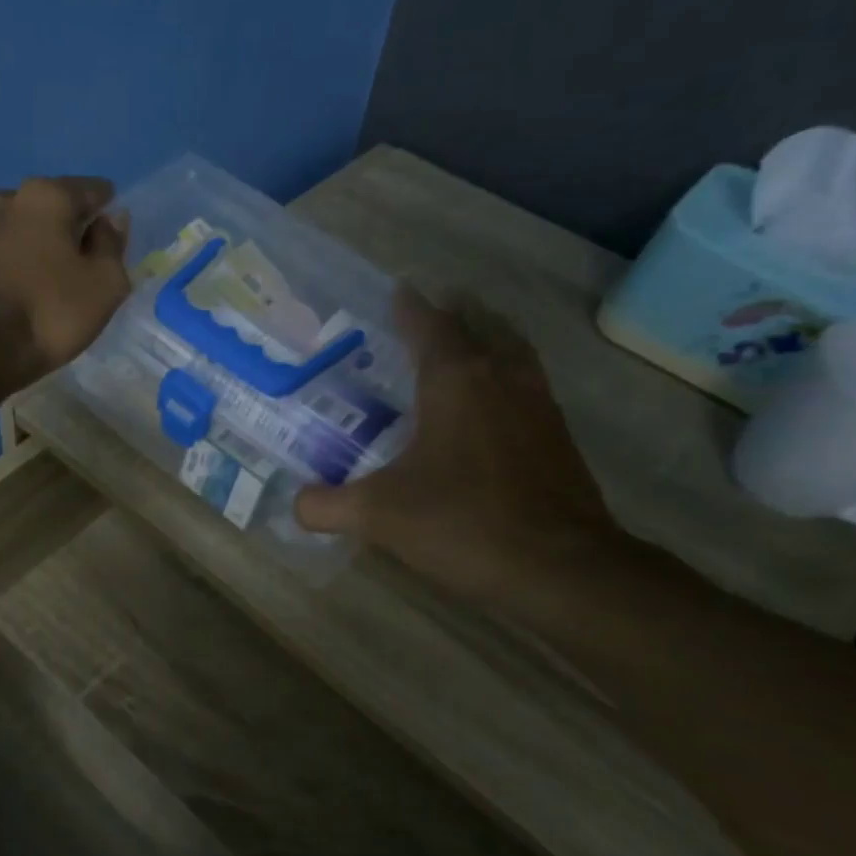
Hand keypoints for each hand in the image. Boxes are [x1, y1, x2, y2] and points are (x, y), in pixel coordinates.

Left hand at [0, 176, 130, 386]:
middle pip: (52, 206)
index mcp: (47, 195)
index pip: (91, 190)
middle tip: (86, 258)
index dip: (108, 210)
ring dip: (39, 245)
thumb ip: (112, 246)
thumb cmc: (49, 311)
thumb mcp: (103, 284)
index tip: (115, 235)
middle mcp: (8, 201)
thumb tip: (111, 220)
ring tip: (55, 276)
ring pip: (22, 230)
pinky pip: (2, 256)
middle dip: (70, 225)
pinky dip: (17, 266)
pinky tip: (26, 290)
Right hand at [294, 287, 620, 603]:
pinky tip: (496, 399)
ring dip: (491, 334)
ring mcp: (538, 406)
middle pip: (481, 326)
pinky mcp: (558, 437)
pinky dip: (510, 371)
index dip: (411, 307)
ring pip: (514, 350)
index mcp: (455, 382)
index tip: (399, 289)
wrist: (559, 567)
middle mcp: (500, 379)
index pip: (430, 327)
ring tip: (472, 335)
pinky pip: (530, 382)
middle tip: (436, 305)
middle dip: (457, 311)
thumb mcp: (377, 515)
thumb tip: (296, 504)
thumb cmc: (462, 522)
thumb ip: (326, 505)